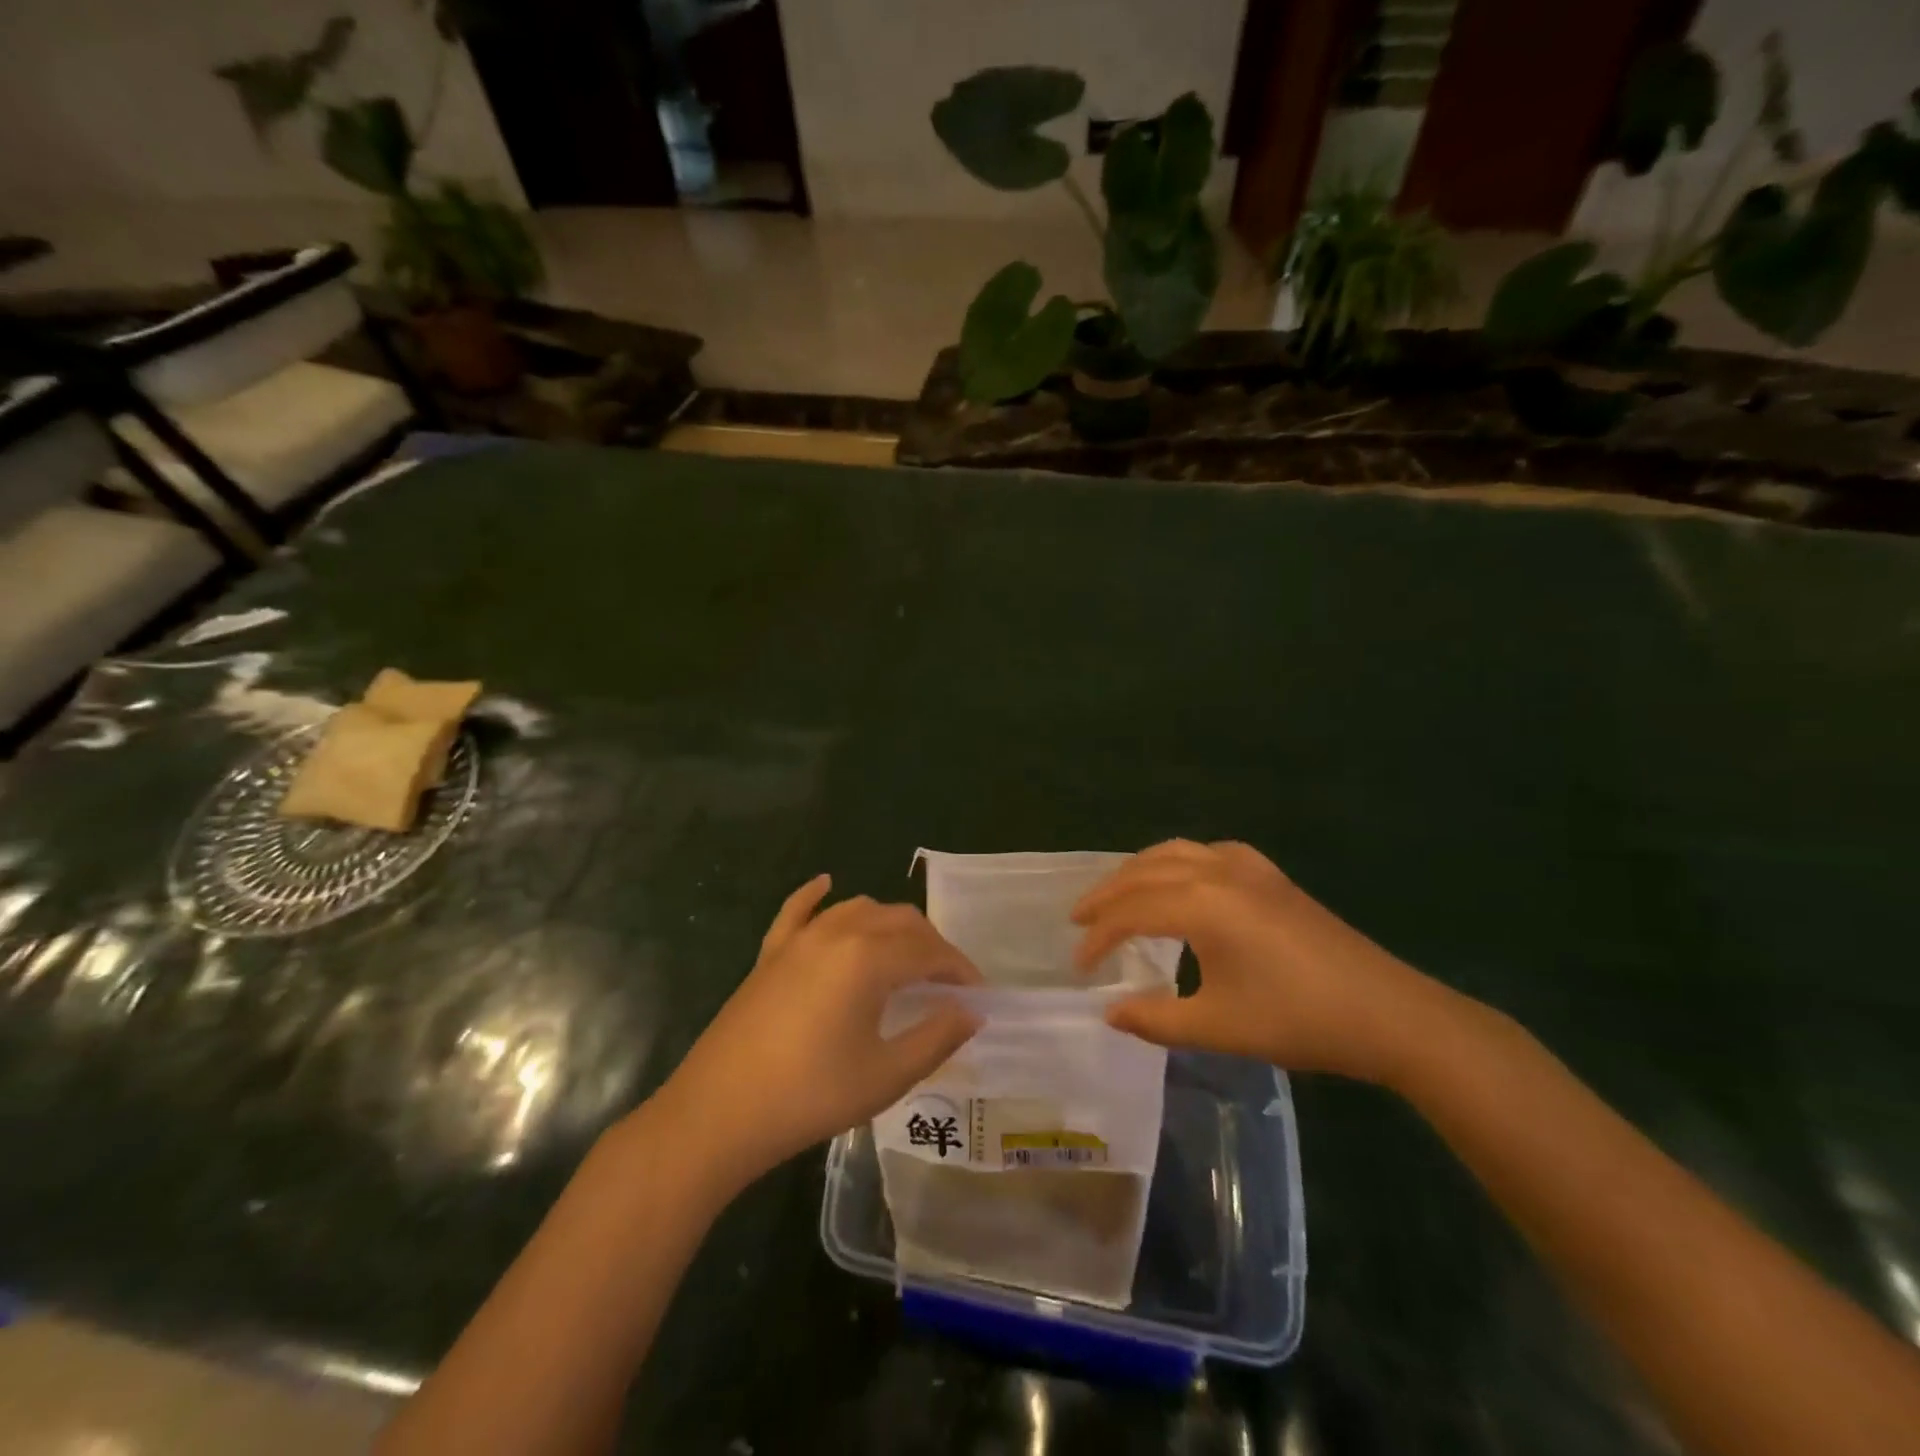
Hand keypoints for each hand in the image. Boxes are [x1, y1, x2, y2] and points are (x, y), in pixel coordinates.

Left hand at [656, 876, 982, 1188]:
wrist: (718, 1113)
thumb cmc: (810, 1096)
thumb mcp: (886, 1075)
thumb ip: (936, 1037)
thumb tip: (971, 1012)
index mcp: (869, 958)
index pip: (930, 952)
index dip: (959, 970)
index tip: (977, 995)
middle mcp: (838, 933)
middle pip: (899, 921)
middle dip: (931, 945)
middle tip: (946, 982)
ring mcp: (799, 939)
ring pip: (857, 909)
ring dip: (889, 924)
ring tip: (905, 955)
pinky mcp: (770, 953)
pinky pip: (798, 910)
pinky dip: (816, 895)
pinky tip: (826, 885)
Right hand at [1072, 840, 1451, 1084]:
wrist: (1387, 1013)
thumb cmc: (1298, 1020)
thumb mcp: (1218, 1027)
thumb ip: (1155, 1019)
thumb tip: (1111, 1012)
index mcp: (1201, 904)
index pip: (1131, 912)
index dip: (1098, 938)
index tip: (1079, 968)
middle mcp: (1217, 871)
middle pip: (1144, 872)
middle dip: (1107, 895)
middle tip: (1079, 919)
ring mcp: (1247, 867)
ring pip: (1174, 852)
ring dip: (1138, 871)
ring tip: (1116, 895)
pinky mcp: (1270, 875)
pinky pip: (1208, 852)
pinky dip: (1177, 862)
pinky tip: (1182, 881)